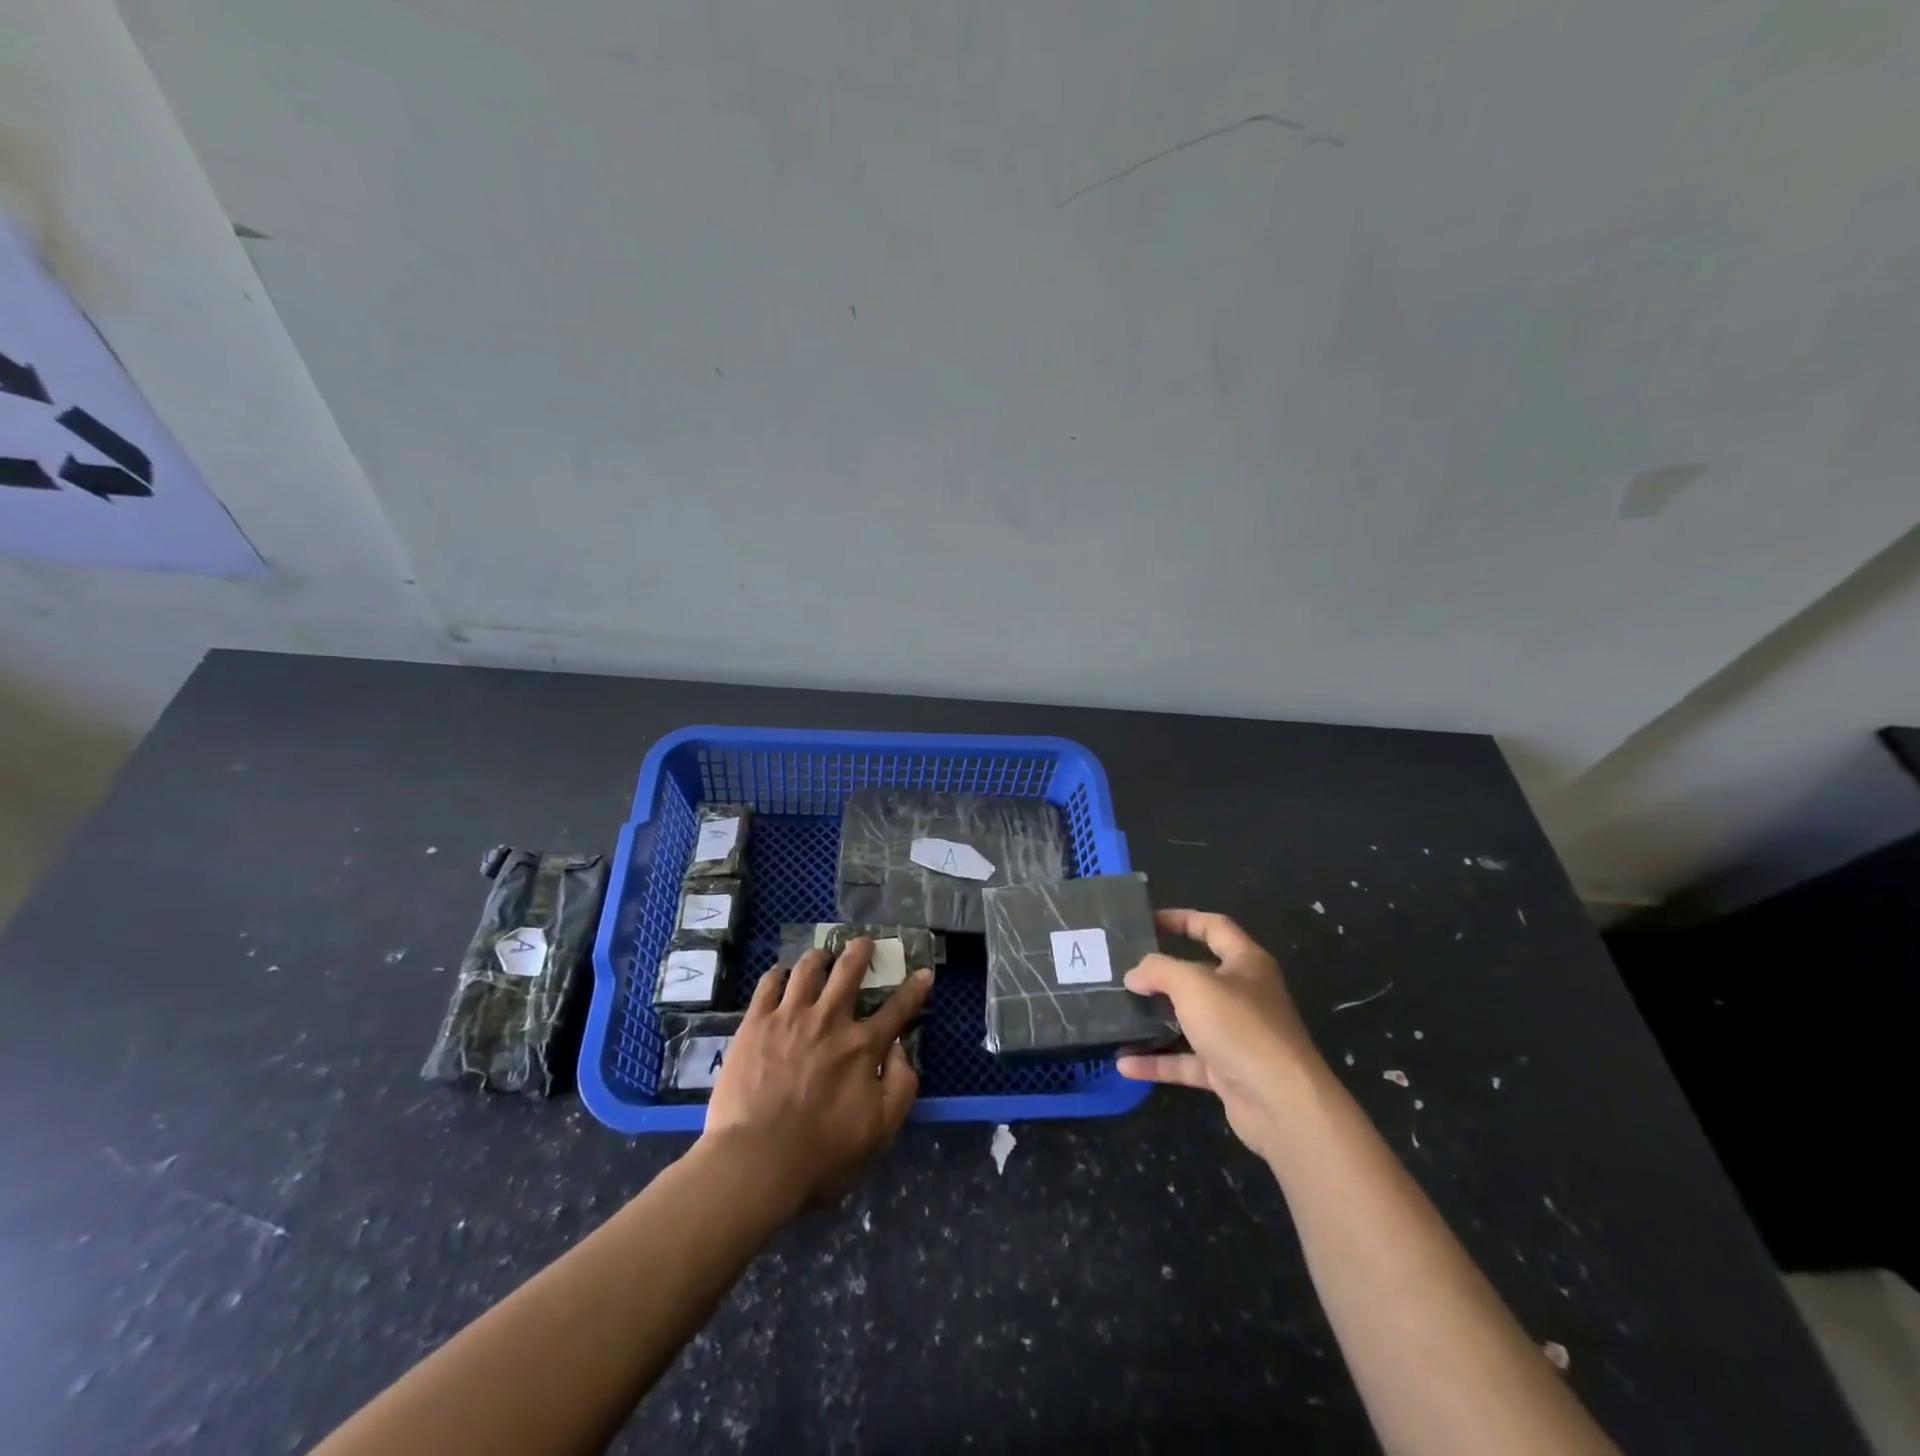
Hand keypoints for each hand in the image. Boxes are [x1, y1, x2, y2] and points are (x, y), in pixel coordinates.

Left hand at [703, 938, 932, 1209]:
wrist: (756, 1161)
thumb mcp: (880, 1131)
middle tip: (863, 942)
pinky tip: (780, 976)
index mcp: (863, 1046)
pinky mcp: (755, 1023)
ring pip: (808, 968)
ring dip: (819, 957)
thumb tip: (900, 1049)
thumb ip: (901, 1085)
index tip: (924, 973)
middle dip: (860, 951)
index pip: (898, 1009)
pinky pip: (768, 984)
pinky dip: (779, 975)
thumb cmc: (822, 1155)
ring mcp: (790, 1016)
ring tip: (820, 956)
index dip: (915, 989)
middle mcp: (830, 1020)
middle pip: (849, 971)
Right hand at [1117, 910, 1319, 1164]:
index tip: (1146, 922)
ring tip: (1119, 1014)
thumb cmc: (1240, 1027)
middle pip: (1198, 974)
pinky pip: (1185, 1060)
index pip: (1213, 927)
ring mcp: (1236, 1035)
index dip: (1181, 919)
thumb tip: (1135, 974)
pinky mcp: (1227, 1071)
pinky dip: (1158, 1062)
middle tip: (1123, 969)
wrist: (1282, 1104)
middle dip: (1161, 973)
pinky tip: (1125, 1064)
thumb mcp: (1193, 984)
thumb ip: (1159, 970)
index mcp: (1246, 963)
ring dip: (1156, 1019)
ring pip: (1190, 1019)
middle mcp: (1244, 995)